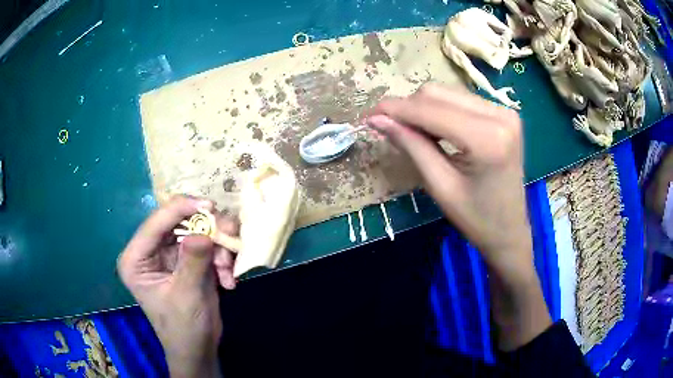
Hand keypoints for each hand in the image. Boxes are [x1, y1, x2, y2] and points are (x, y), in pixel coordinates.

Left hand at [117, 196, 236, 376]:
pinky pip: (207, 244)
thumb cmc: (183, 328)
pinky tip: (228, 279)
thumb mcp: (186, 296)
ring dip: (218, 246)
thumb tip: (203, 232)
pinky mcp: (187, 259)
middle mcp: (151, 250)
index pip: (156, 222)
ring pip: (196, 230)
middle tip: (229, 237)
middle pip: (178, 222)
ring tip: (228, 269)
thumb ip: (193, 262)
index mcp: (136, 258)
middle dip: (207, 229)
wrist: (199, 349)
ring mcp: (170, 253)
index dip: (181, 208)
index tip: (209, 206)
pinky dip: (221, 257)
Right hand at [366, 83, 549, 349]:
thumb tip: (377, 119)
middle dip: (409, 108)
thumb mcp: (440, 185)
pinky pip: (461, 101)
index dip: (396, 109)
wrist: (510, 230)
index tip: (368, 115)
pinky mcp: (503, 113)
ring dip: (423, 109)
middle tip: (389, 128)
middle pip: (439, 93)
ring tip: (411, 132)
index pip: (431, 109)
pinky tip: (433, 130)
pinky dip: (440, 111)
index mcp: (488, 138)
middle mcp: (500, 115)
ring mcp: (504, 111)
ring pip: (448, 93)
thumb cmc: (476, 219)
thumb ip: (411, 145)